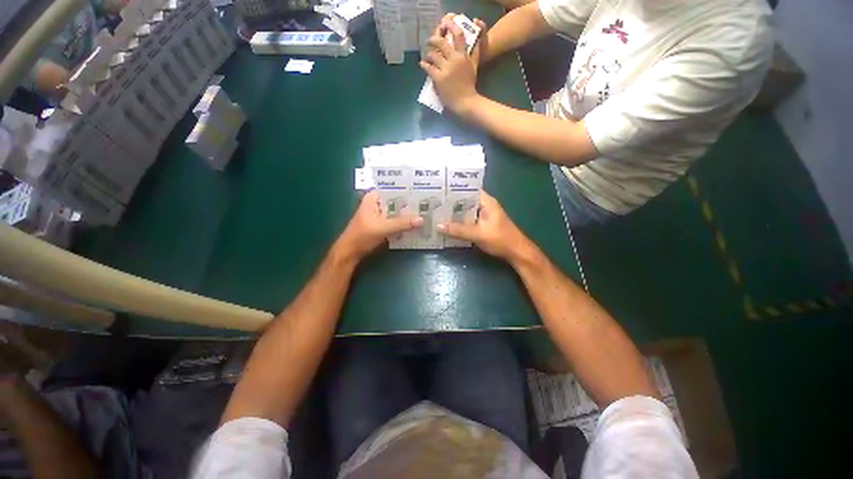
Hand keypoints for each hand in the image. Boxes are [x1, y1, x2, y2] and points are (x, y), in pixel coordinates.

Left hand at [335, 191, 422, 261]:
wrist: (350, 252)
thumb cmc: (362, 236)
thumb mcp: (383, 228)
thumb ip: (402, 223)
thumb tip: (422, 220)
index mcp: (373, 198)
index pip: (393, 188)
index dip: (407, 189)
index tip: (422, 189)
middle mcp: (377, 203)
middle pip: (396, 200)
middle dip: (410, 202)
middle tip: (428, 201)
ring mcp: (379, 214)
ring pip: (397, 211)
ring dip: (408, 213)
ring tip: (425, 211)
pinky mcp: (382, 224)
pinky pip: (396, 220)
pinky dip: (404, 222)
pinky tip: (416, 223)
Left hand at [420, 17, 481, 114]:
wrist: (465, 102)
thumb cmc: (470, 84)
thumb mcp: (474, 66)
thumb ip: (475, 51)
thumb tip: (476, 38)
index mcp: (463, 56)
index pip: (458, 35)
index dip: (451, 26)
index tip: (445, 24)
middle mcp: (454, 60)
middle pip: (441, 43)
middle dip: (433, 39)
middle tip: (430, 41)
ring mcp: (445, 69)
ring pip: (433, 55)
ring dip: (428, 55)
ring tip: (427, 57)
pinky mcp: (438, 78)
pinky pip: (428, 68)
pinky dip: (424, 65)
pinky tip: (422, 64)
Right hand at [436, 192, 532, 261]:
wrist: (517, 252)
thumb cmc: (500, 239)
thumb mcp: (478, 234)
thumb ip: (458, 230)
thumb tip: (437, 225)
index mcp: (486, 201)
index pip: (467, 189)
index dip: (453, 189)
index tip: (437, 190)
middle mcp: (484, 205)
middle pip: (465, 200)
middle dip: (450, 202)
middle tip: (433, 203)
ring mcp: (483, 215)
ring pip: (465, 211)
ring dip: (454, 212)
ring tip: (436, 212)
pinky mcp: (482, 224)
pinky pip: (467, 219)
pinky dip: (459, 221)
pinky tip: (448, 224)